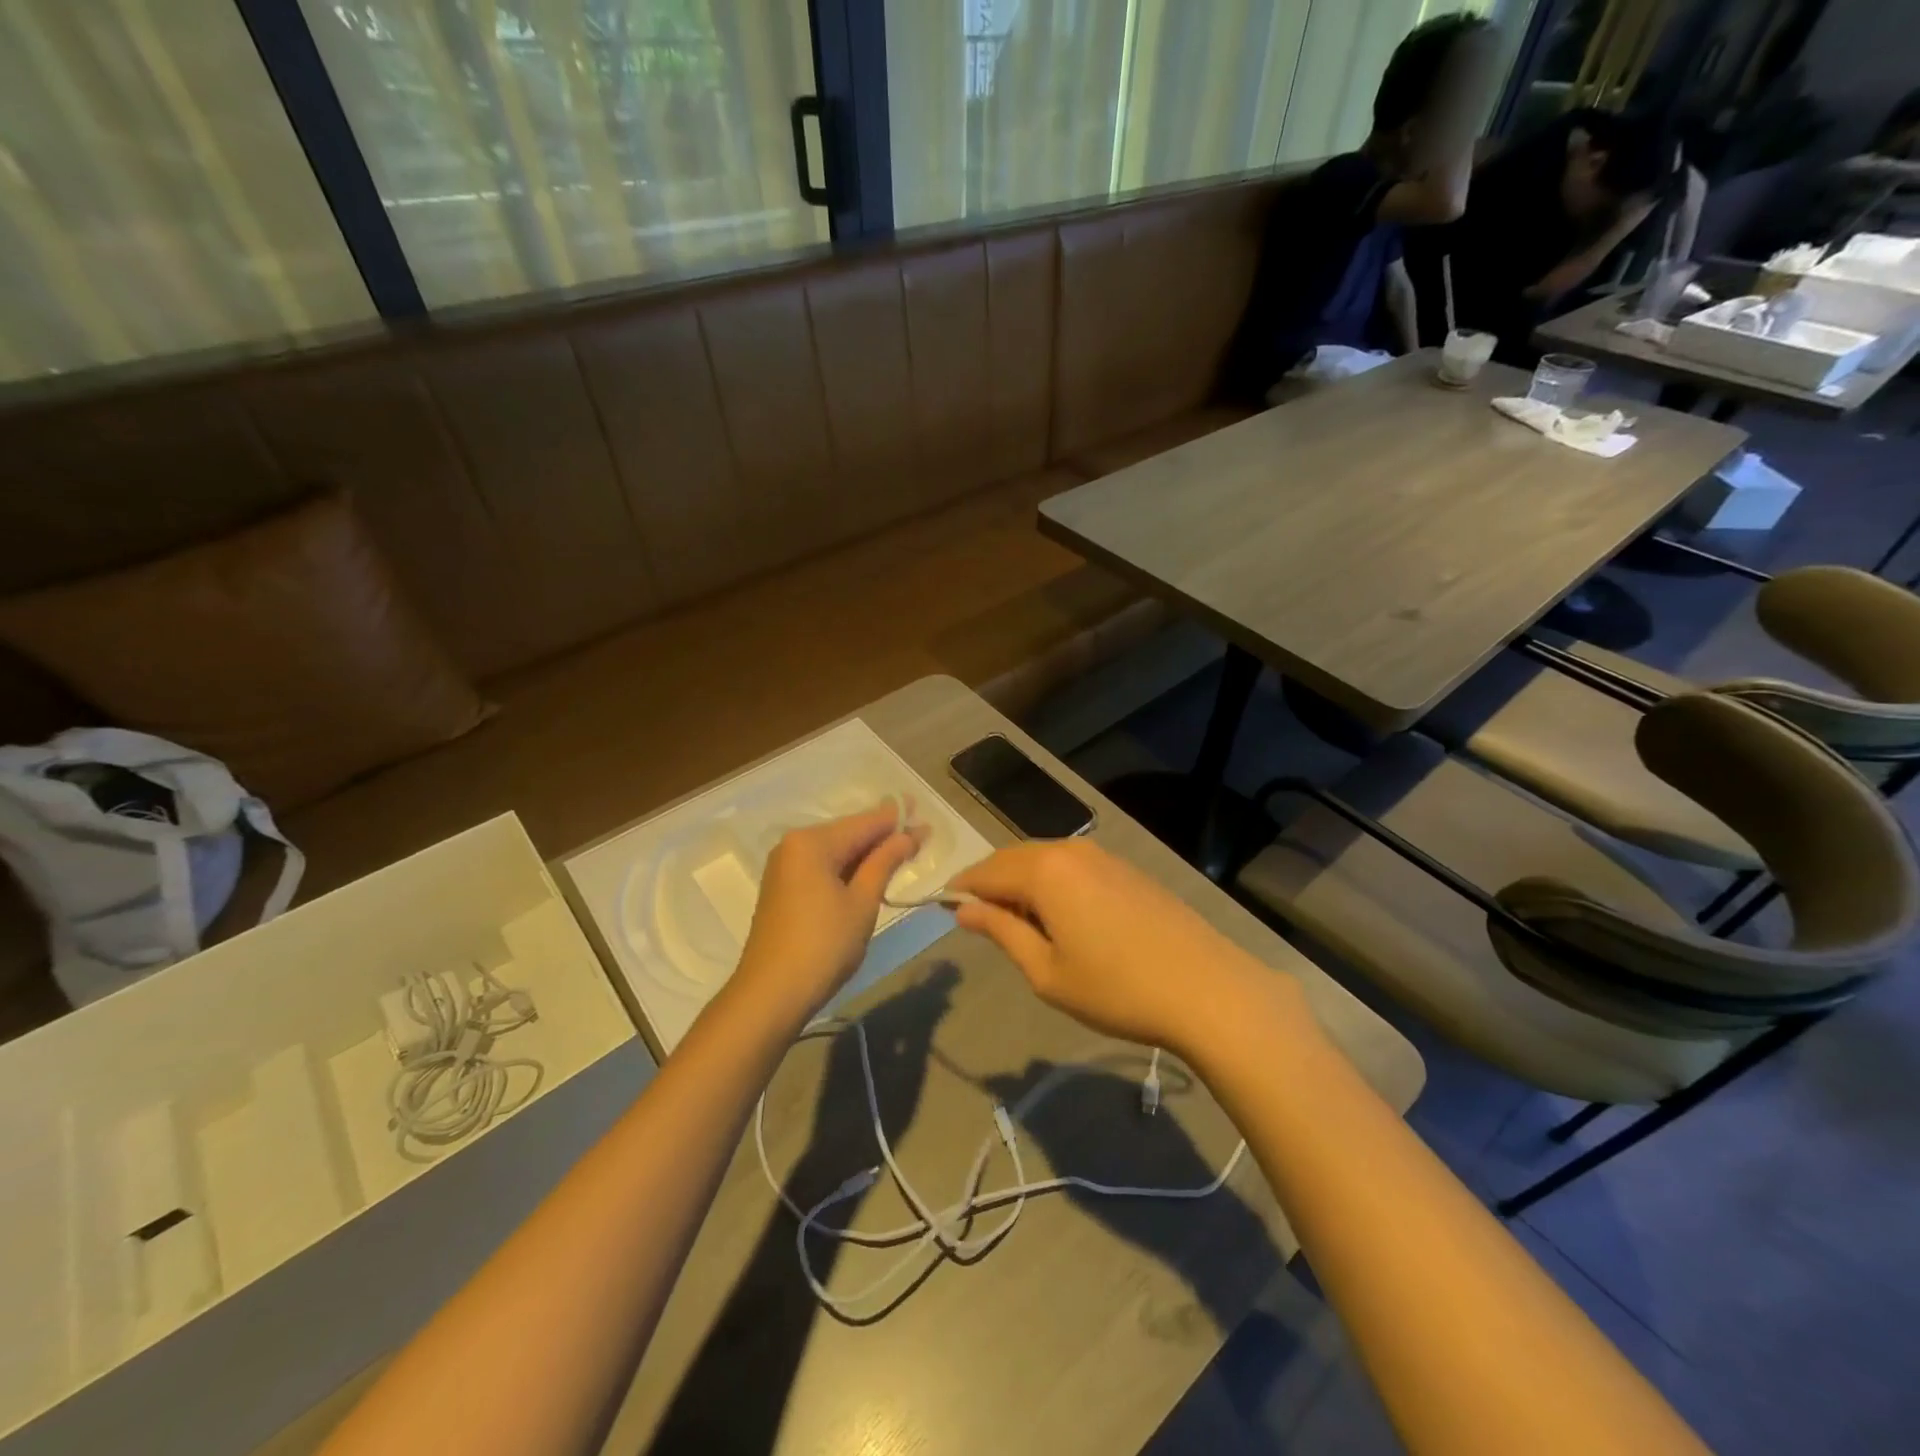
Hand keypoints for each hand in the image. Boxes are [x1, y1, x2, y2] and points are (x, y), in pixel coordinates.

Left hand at [729, 805, 923, 1026]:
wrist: (771, 995)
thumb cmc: (823, 945)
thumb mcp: (862, 902)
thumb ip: (884, 862)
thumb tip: (907, 835)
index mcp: (812, 842)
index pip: (864, 823)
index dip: (897, 821)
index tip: (925, 818)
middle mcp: (793, 846)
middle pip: (848, 834)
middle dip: (883, 836)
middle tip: (921, 836)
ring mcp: (785, 868)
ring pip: (836, 852)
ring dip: (867, 854)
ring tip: (903, 852)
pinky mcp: (783, 890)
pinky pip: (823, 868)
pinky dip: (848, 869)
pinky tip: (870, 874)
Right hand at [949, 838, 1299, 1054]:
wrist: (1207, 989)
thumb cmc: (1116, 989)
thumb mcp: (1046, 971)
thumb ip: (1001, 932)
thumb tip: (963, 909)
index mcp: (1043, 871)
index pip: (985, 871)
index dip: (961, 890)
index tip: (946, 910)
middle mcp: (1070, 850)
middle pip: (1012, 858)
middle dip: (991, 884)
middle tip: (982, 923)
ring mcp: (1102, 856)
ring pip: (1043, 859)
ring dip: (1022, 883)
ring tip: (1023, 927)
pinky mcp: (1126, 868)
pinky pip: (1072, 865)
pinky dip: (1052, 883)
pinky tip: (1062, 918)